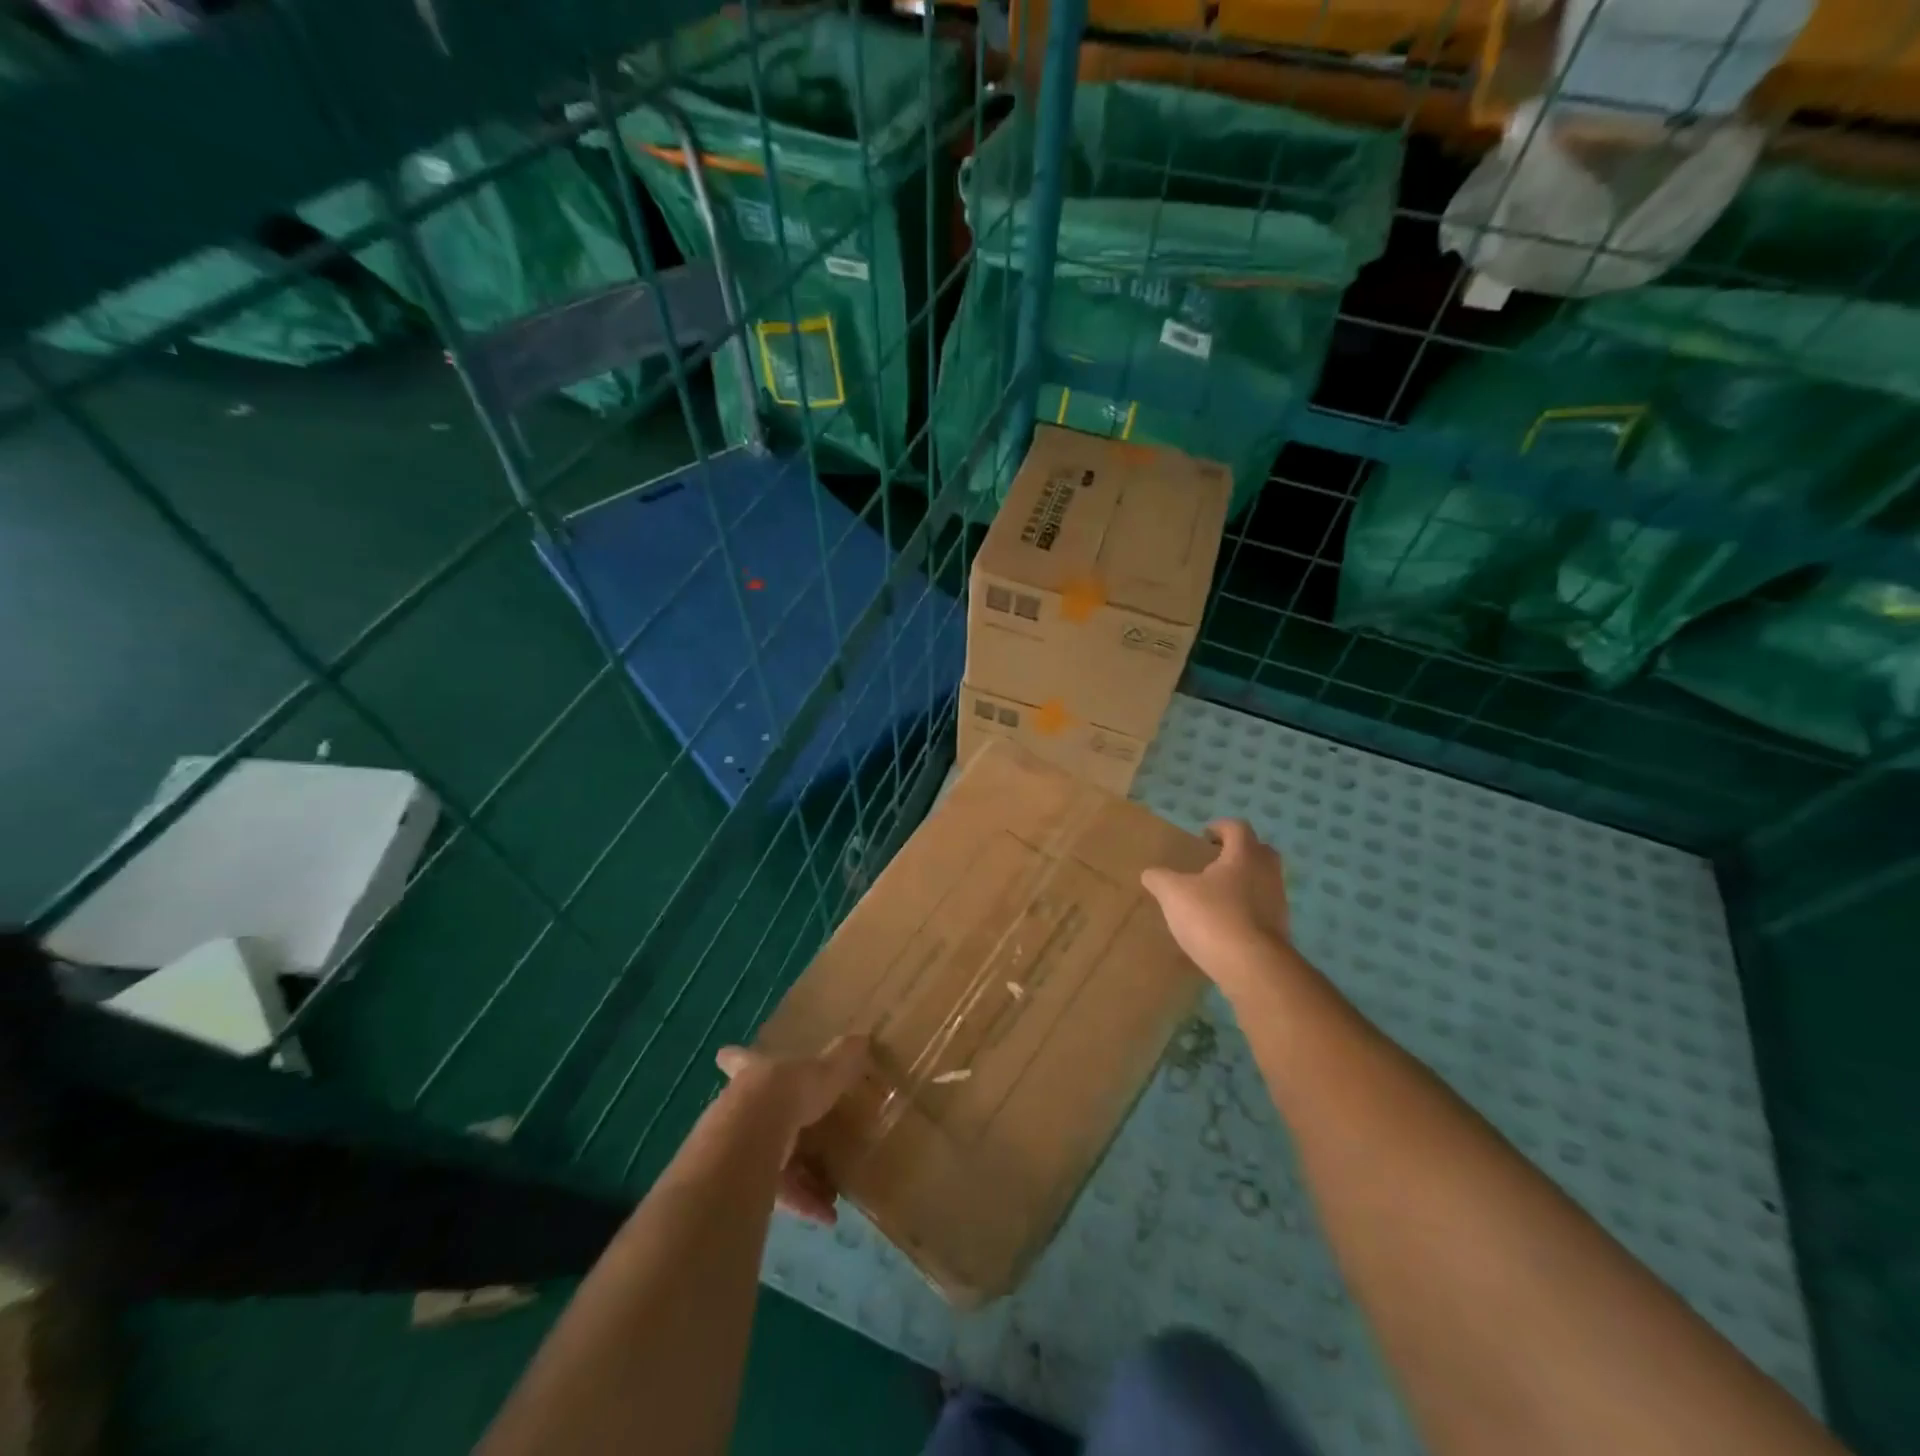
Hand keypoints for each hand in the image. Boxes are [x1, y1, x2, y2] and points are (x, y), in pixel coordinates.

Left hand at [714, 1036, 867, 1223]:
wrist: (752, 1140)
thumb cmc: (786, 1092)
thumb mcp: (823, 1072)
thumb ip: (843, 1060)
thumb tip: (862, 1039)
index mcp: (756, 1074)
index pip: (740, 1060)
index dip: (735, 1057)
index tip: (723, 1055)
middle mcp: (740, 1107)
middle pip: (758, 1115)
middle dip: (782, 1127)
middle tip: (811, 1137)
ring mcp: (737, 1146)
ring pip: (771, 1160)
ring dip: (801, 1177)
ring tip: (832, 1191)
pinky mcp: (743, 1184)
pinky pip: (777, 1193)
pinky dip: (802, 1203)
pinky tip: (827, 1216)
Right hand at [1141, 818, 1291, 993]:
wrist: (1252, 967)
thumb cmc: (1212, 917)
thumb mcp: (1173, 894)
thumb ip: (1159, 878)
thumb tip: (1150, 873)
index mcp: (1244, 855)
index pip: (1237, 828)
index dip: (1220, 827)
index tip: (1203, 836)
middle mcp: (1267, 873)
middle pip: (1259, 851)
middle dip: (1238, 853)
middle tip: (1214, 863)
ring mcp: (1278, 903)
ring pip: (1263, 882)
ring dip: (1243, 883)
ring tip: (1215, 897)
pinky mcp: (1280, 931)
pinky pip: (1262, 910)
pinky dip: (1246, 911)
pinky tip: (1223, 925)